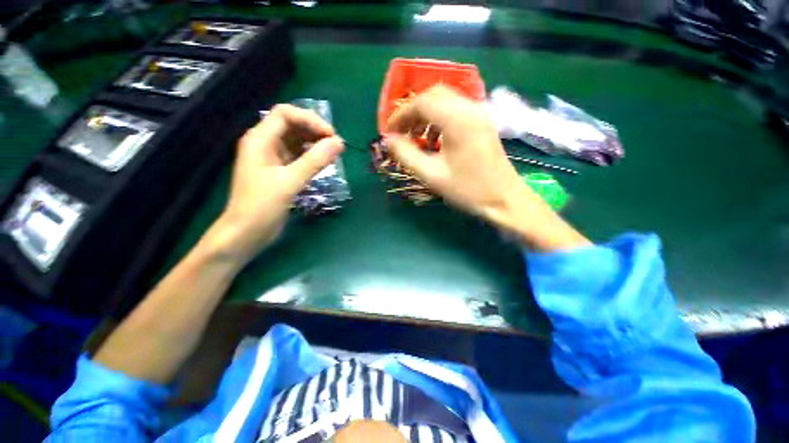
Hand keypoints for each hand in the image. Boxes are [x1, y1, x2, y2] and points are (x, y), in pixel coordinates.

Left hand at [212, 104, 343, 260]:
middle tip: (335, 146)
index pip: (285, 114)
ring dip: (315, 144)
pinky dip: (311, 157)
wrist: (247, 233)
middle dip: (314, 131)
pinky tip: (323, 164)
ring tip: (333, 154)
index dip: (310, 119)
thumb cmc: (262, 206)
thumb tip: (339, 143)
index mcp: (260, 139)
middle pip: (292, 125)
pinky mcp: (279, 171)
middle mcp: (265, 144)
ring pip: (296, 141)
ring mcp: (272, 158)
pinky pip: (298, 156)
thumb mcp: (290, 182)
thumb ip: (315, 161)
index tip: (331, 136)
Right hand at [385, 85, 589, 250]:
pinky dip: (439, 119)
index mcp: (457, 119)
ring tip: (416, 137)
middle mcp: (470, 108)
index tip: (389, 132)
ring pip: (445, 101)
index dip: (401, 115)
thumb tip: (388, 140)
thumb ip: (406, 154)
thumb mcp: (431, 175)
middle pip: (434, 95)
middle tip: (402, 132)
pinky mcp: (483, 122)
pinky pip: (456, 110)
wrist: (504, 199)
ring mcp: (479, 113)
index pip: (422, 102)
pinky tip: (435, 140)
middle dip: (413, 112)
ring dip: (426, 115)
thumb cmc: (467, 189)